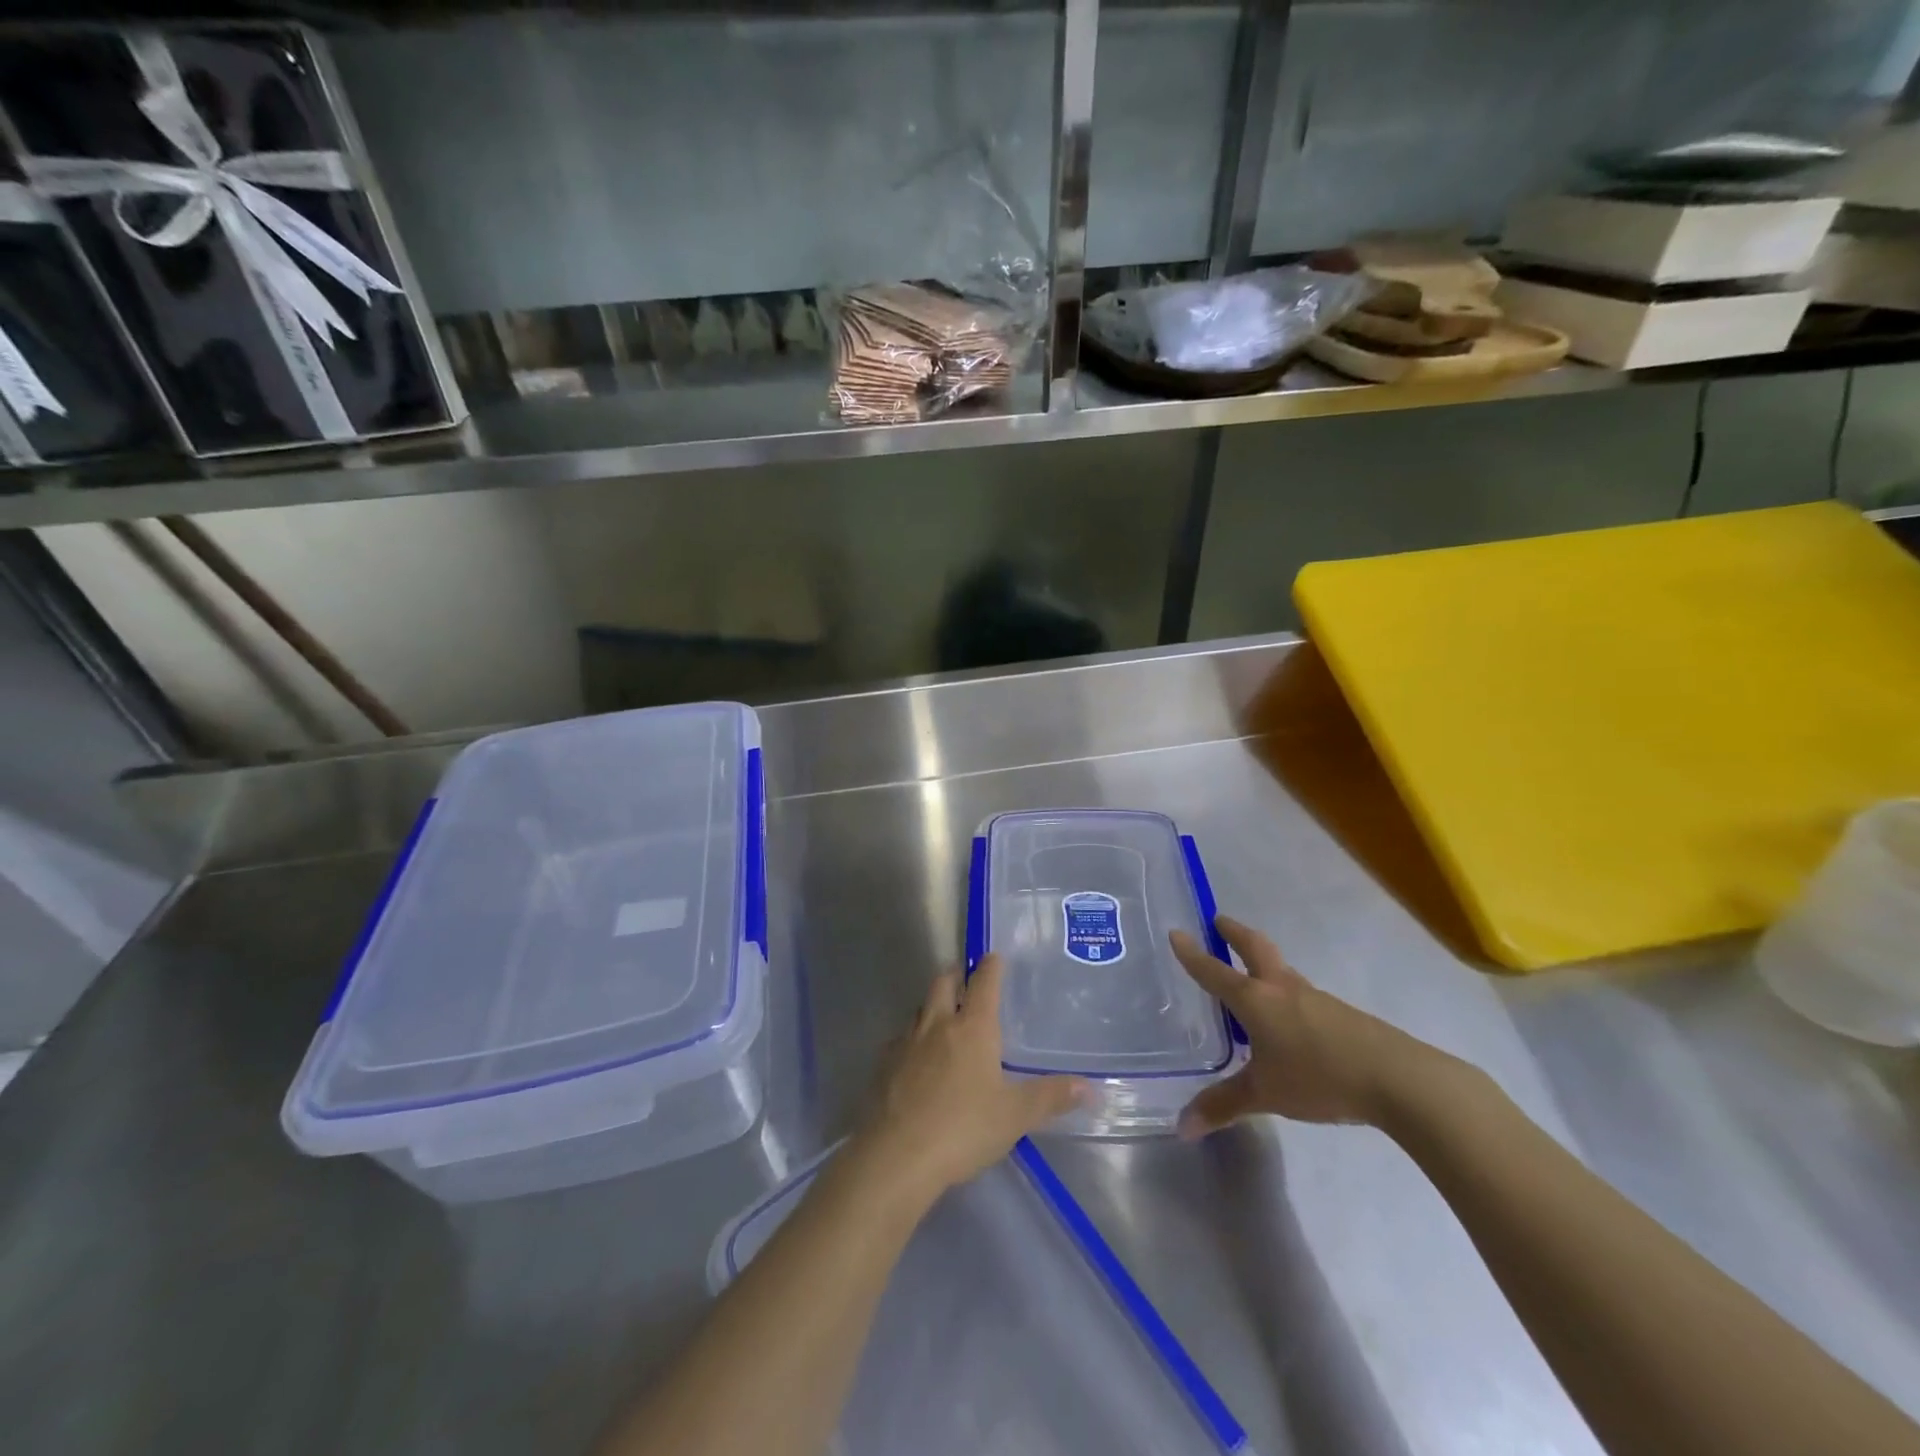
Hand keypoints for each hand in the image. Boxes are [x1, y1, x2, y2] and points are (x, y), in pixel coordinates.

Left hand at [855, 954, 1087, 1199]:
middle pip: (943, 982)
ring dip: (932, 1005)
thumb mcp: (1015, 1115)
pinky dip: (912, 1038)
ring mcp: (906, 1042)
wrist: (897, 1155)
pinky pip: (900, 1039)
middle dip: (956, 975)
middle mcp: (937, 1024)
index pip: (983, 982)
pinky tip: (916, 1058)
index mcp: (972, 1027)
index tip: (995, 957)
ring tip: (944, 1019)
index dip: (991, 966)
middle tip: (966, 980)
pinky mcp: (884, 1064)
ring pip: (919, 1008)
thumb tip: (1090, 1087)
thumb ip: (1051, 1097)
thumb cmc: (964, 1127)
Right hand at [1169, 915, 1452, 1136]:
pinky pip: (1301, 992)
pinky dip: (1284, 990)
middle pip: (1255, 948)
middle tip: (1219, 921)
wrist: (1397, 1078)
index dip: (1193, 954)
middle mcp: (1282, 989)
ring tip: (1250, 971)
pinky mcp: (1340, 1014)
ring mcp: (1315, 998)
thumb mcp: (1265, 1094)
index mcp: (1255, 1000)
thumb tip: (1182, 1127)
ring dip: (1262, 960)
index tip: (1176, 933)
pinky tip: (1288, 1016)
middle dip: (1234, 933)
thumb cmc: (1318, 1076)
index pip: (1214, 972)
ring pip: (1281, 969)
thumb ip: (1223, 1106)